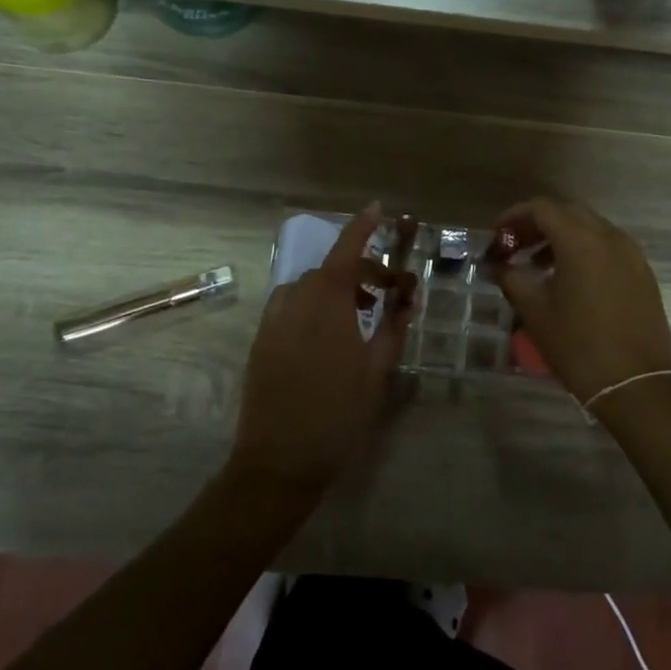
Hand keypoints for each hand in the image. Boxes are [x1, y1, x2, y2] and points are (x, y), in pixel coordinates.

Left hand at [231, 207, 416, 496]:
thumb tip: (408, 295)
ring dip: (336, 289)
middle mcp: (295, 301)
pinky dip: (314, 304)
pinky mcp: (262, 340)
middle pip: (330, 270)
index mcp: (327, 303)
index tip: (378, 209)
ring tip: (361, 315)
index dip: (362, 227)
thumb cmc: (338, 414)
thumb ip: (394, 326)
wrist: (279, 460)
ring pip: (308, 287)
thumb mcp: (377, 371)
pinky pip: (290, 306)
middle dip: (362, 272)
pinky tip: (329, 333)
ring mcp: (274, 321)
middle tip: (390, 293)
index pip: (347, 250)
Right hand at [487, 197, 670, 404]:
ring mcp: (632, 254)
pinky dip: (585, 249)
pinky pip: (609, 246)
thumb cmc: (579, 347)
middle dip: (537, 223)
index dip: (514, 216)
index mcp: (581, 242)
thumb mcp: (536, 312)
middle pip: (568, 212)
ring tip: (538, 263)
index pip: (542, 208)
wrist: (636, 384)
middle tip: (514, 245)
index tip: (496, 236)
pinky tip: (570, 278)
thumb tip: (498, 265)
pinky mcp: (643, 272)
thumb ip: (512, 278)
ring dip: (562, 236)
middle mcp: (610, 237)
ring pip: (591, 227)